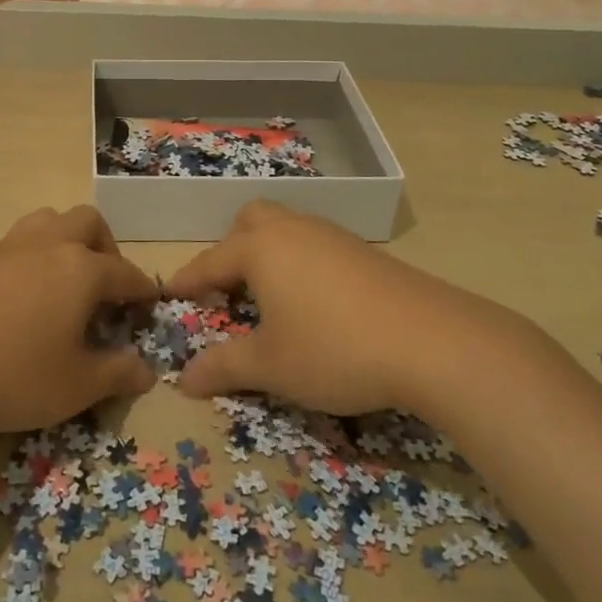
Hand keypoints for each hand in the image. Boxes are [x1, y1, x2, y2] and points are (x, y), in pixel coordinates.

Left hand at [0, 206, 158, 436]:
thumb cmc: (12, 376)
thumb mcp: (75, 386)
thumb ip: (116, 374)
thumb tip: (146, 370)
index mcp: (80, 268)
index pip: (124, 272)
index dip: (142, 290)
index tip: (149, 305)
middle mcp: (46, 245)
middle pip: (87, 222)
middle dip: (106, 248)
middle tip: (104, 288)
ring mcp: (5, 248)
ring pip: (46, 222)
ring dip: (64, 243)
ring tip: (62, 286)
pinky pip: (14, 247)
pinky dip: (30, 263)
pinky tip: (19, 303)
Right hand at [171, 201, 492, 414]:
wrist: (431, 341)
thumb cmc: (334, 349)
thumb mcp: (271, 366)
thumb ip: (223, 368)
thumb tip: (183, 379)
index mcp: (260, 249)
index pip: (210, 262)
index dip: (187, 281)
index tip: (170, 295)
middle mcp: (292, 230)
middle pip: (250, 222)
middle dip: (231, 250)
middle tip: (229, 289)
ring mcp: (332, 236)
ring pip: (287, 228)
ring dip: (268, 254)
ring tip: (270, 297)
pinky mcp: (364, 252)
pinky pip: (316, 245)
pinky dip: (301, 263)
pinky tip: (315, 302)